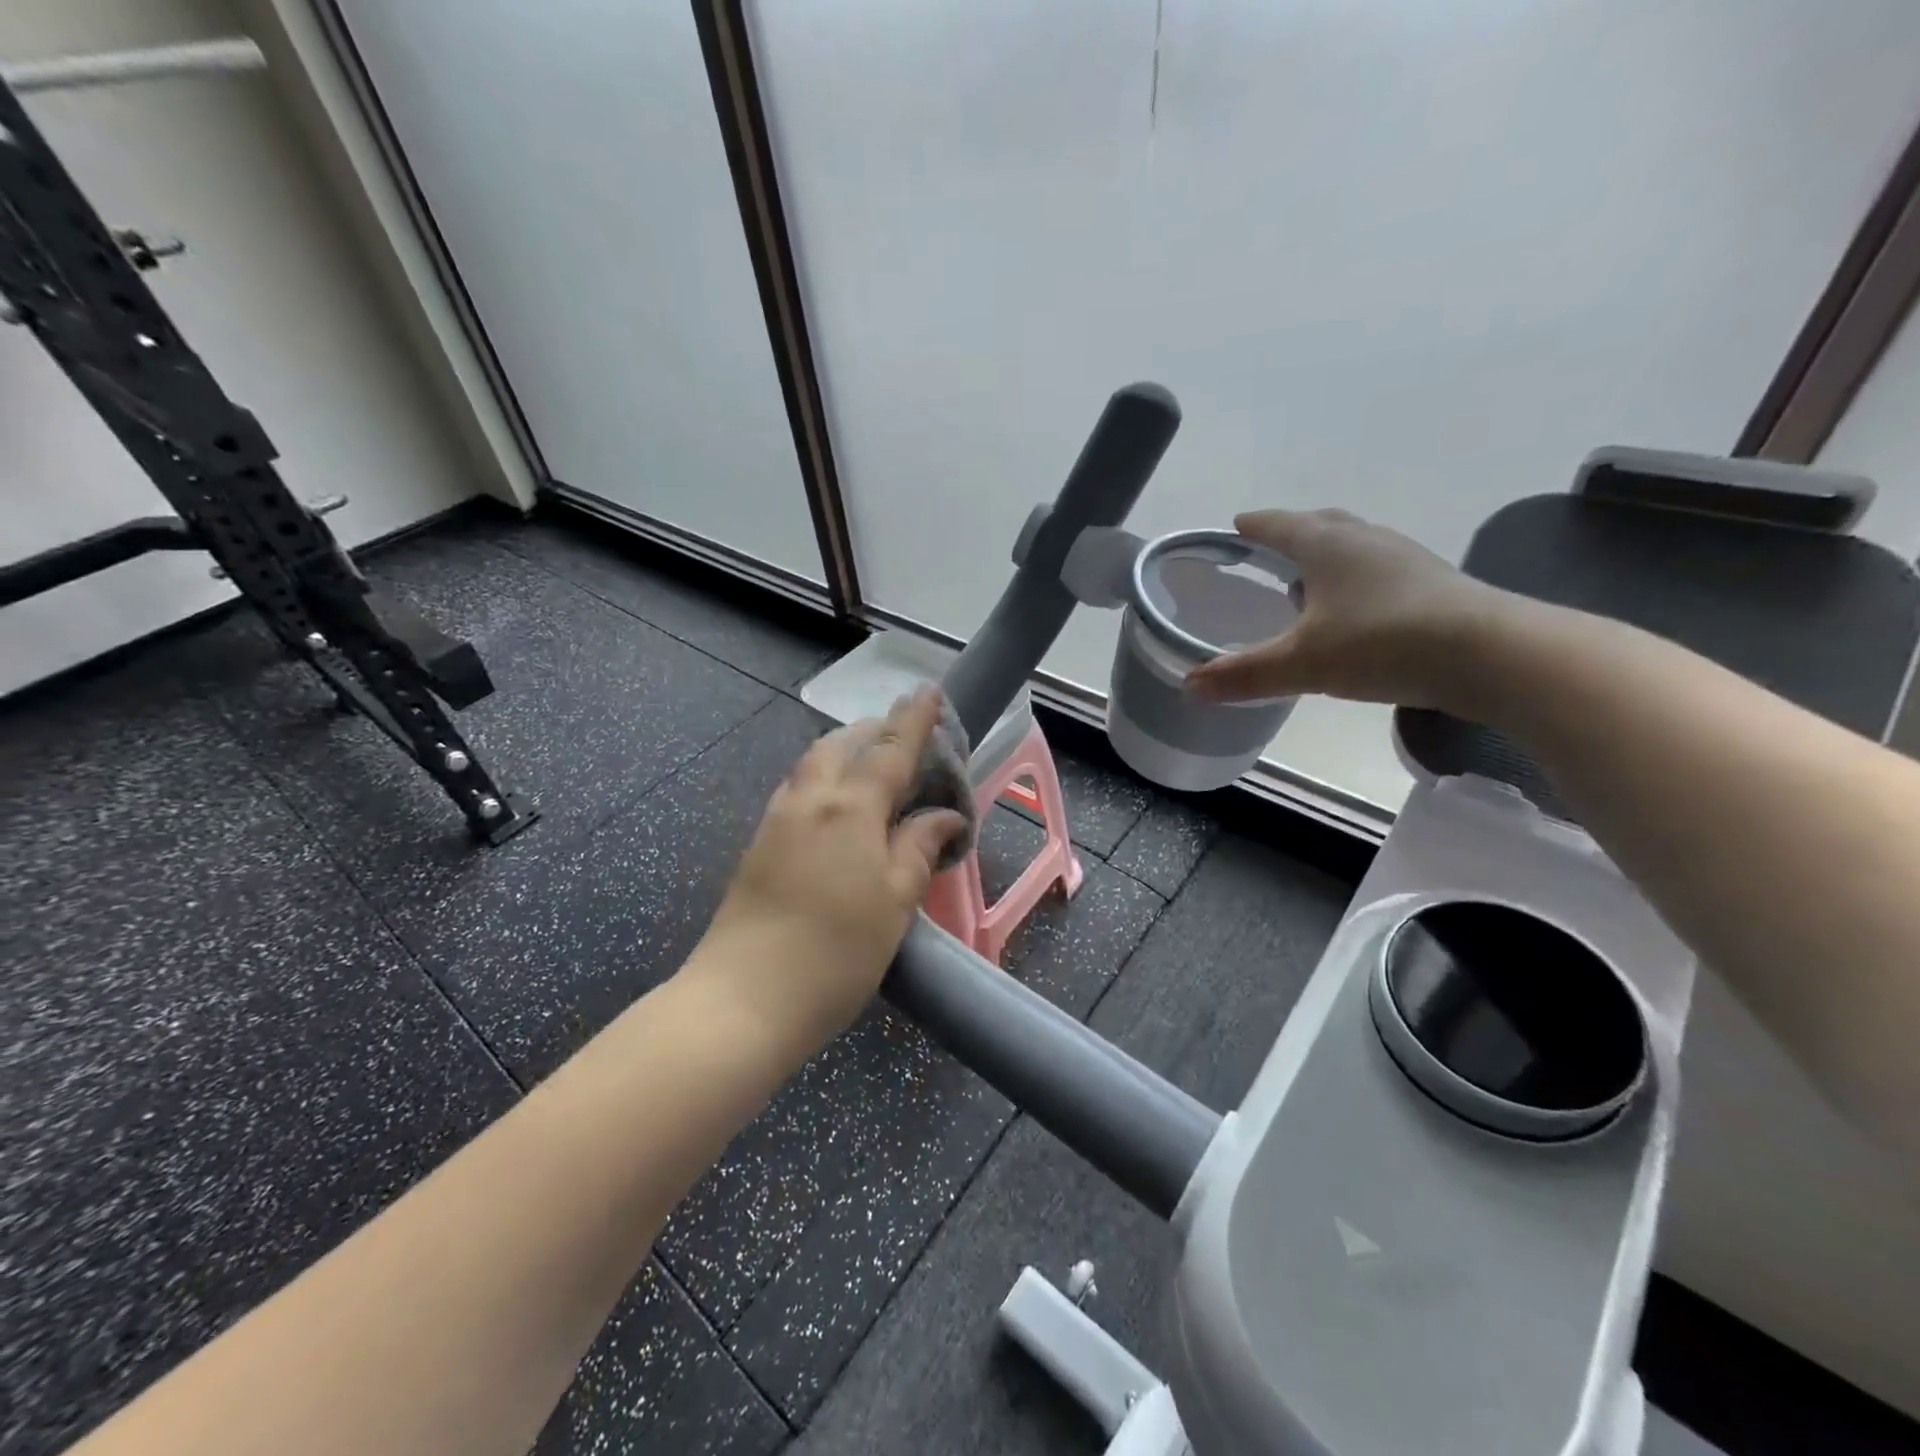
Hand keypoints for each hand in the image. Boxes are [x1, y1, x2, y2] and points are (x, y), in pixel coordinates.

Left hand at [698, 687, 967, 1050]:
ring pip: (814, 765)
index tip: (930, 692)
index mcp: (850, 807)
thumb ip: (919, 848)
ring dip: (845, 752)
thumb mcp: (895, 902)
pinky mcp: (759, 845)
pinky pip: (798, 790)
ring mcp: (777, 820)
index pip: (890, 749)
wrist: (742, 999)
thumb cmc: (836, 951)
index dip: (915, 719)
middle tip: (905, 740)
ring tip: (874, 770)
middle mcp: (809, 800)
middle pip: (841, 744)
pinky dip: (825, 780)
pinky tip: (839, 809)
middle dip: (874, 730)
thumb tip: (944, 816)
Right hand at [1185, 508, 1512, 711]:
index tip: (1236, 524)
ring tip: (1309, 580)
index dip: (1255, 525)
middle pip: (1322, 524)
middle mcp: (1366, 541)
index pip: (1280, 525)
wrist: (1491, 654)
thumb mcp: (1302, 664)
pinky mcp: (1434, 584)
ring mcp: (1406, 559)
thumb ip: (1244, 675)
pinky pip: (1380, 570)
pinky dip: (1357, 579)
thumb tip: (1189, 686)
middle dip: (1292, 532)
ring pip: (1356, 545)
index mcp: (1327, 546)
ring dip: (1328, 555)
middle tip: (1270, 546)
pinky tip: (1355, 609)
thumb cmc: (1382, 644)